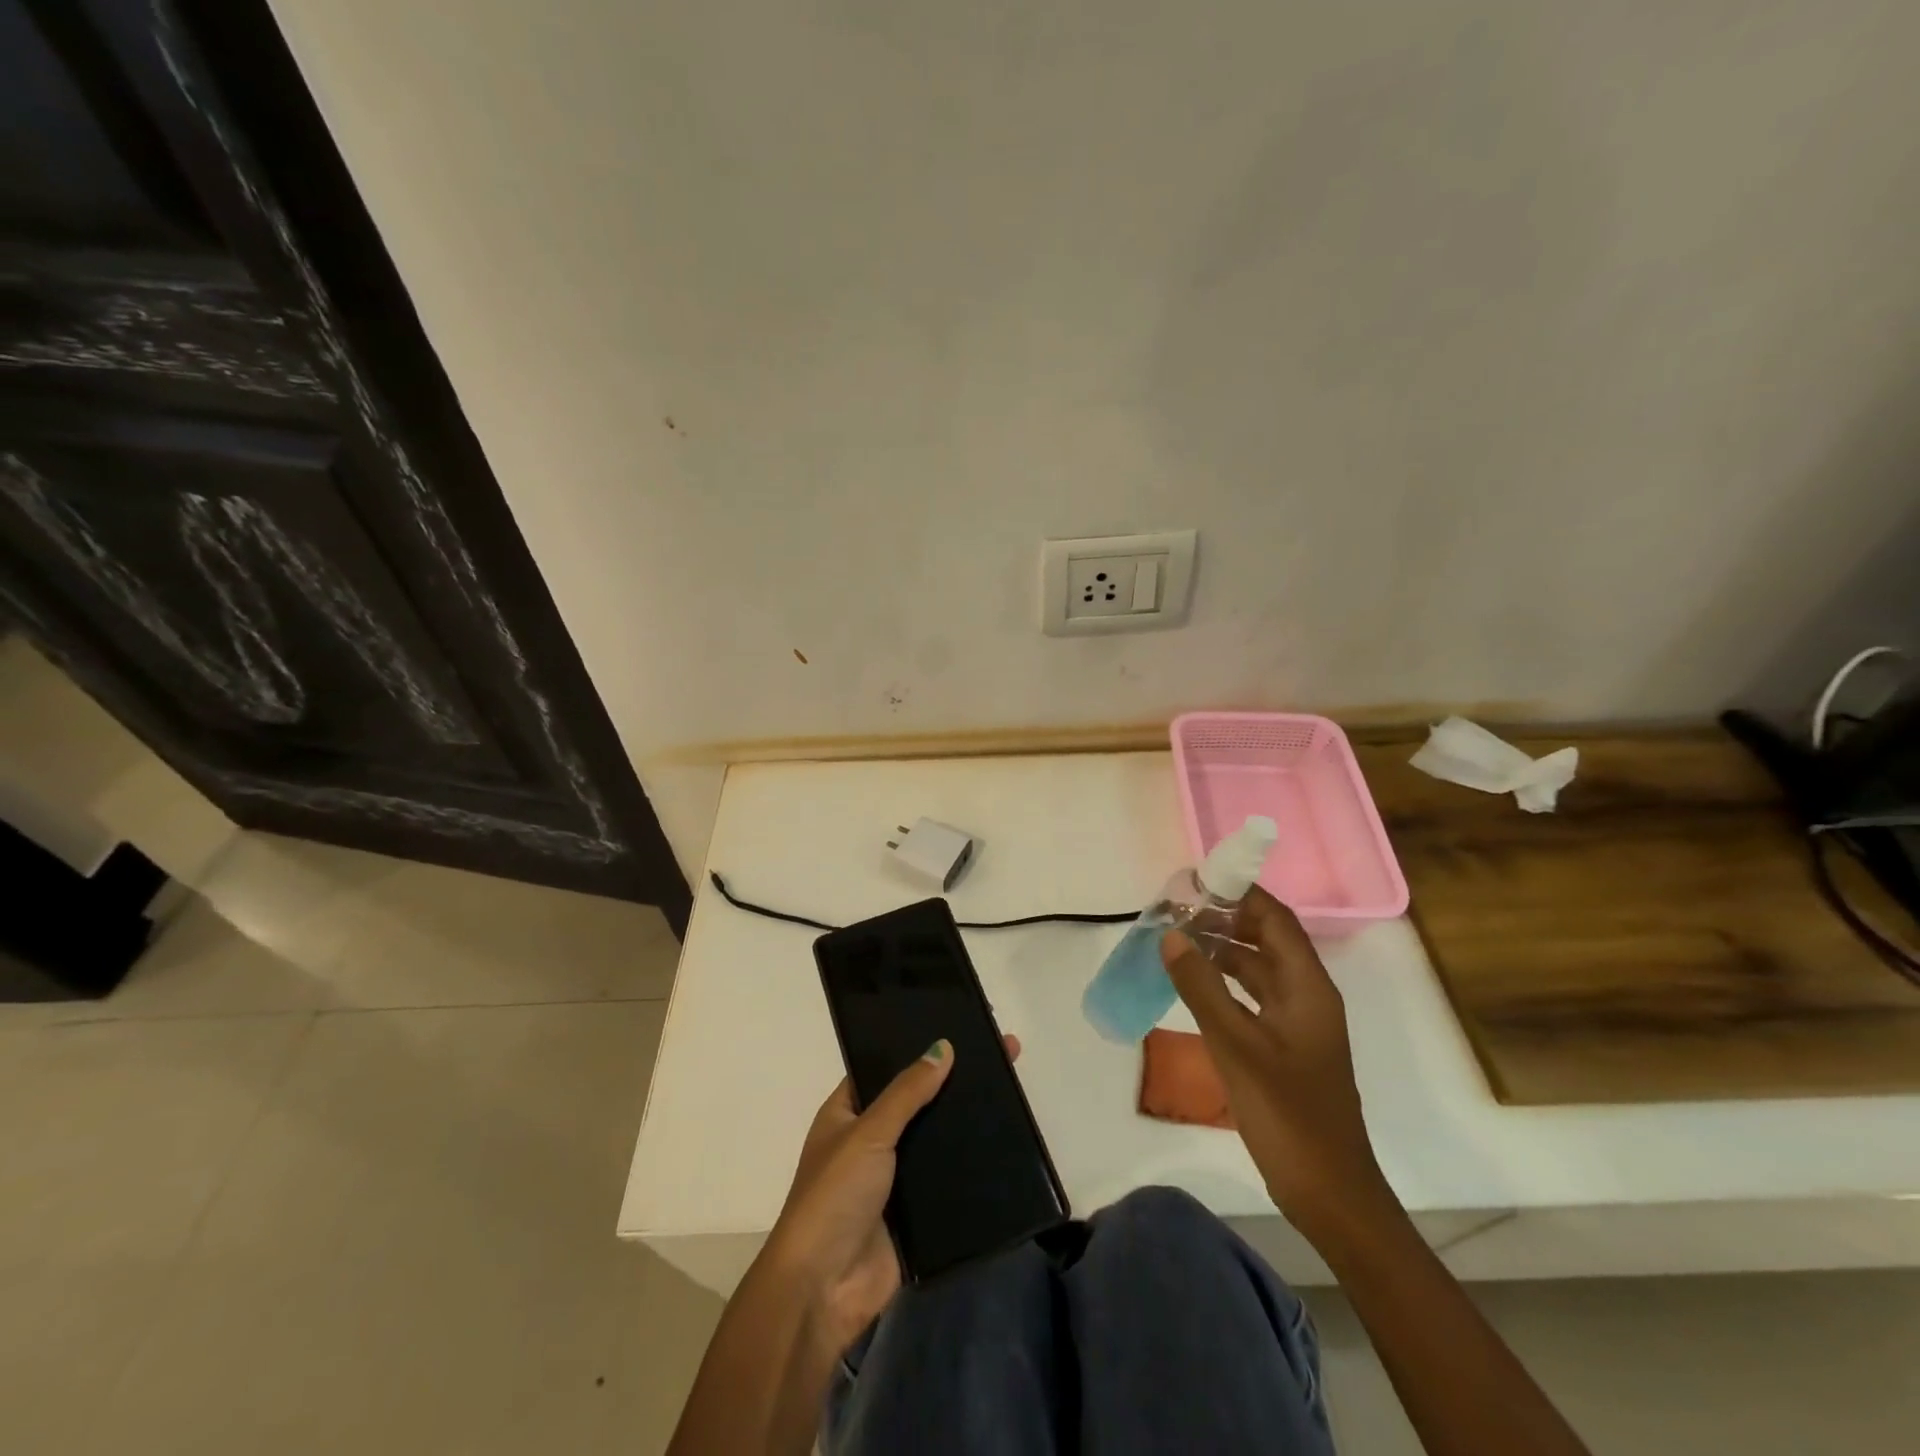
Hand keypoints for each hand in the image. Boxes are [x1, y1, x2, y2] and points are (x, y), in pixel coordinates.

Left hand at [763, 1034, 1020, 1358]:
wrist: (823, 1289)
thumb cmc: (834, 1196)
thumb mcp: (868, 1133)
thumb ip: (907, 1092)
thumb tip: (943, 1046)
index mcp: (848, 1113)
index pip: (886, 1068)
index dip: (917, 1049)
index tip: (959, 1028)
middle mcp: (871, 1140)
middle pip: (918, 1101)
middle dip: (952, 1082)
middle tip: (1000, 1055)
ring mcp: (895, 1177)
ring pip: (937, 1138)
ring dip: (965, 1122)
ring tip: (1011, 1091)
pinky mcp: (917, 1213)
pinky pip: (948, 1178)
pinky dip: (971, 1164)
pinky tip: (1007, 1142)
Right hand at [1160, 886, 1394, 1242]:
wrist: (1328, 1192)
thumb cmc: (1288, 1114)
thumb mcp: (1237, 1045)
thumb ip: (1201, 987)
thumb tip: (1171, 934)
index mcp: (1308, 987)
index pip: (1275, 919)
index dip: (1239, 894)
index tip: (1194, 882)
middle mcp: (1306, 995)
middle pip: (1266, 939)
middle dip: (1223, 920)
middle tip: (1174, 911)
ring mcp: (1297, 1023)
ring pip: (1257, 969)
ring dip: (1221, 951)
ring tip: (1175, 940)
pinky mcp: (1284, 1046)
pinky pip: (1251, 997)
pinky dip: (1223, 983)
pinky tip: (1191, 985)